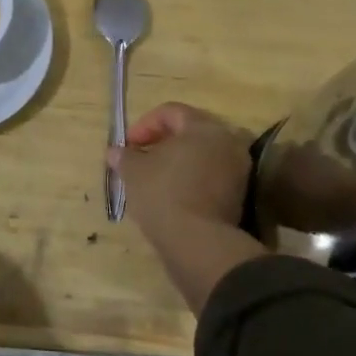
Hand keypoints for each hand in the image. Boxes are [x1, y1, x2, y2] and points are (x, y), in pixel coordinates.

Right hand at [106, 102, 252, 234]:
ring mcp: (239, 169)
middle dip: (163, 142)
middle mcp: (228, 141)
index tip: (128, 146)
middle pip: (191, 131)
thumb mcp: (133, 171)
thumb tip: (115, 152)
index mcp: (203, 127)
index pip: (171, 112)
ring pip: (203, 155)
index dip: (144, 125)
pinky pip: (212, 176)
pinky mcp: (241, 195)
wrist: (198, 243)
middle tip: (142, 158)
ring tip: (156, 178)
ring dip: (179, 162)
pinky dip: (193, 179)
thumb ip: (124, 156)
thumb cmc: (164, 194)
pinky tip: (174, 196)